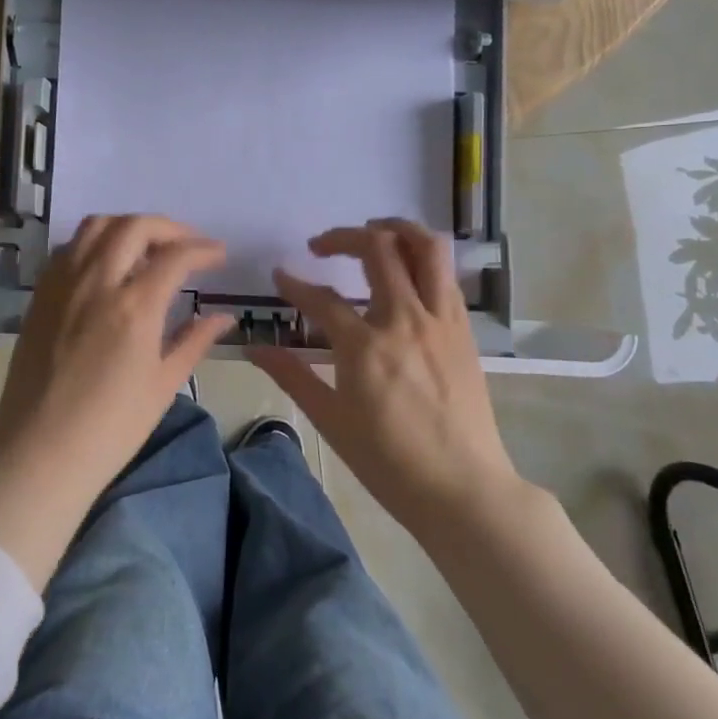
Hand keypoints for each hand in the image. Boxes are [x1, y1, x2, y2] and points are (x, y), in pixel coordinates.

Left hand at [0, 215, 234, 587]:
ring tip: (146, 250)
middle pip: (133, 227)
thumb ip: (194, 341)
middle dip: (168, 228)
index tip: (219, 255)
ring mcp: (62, 285)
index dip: (203, 250)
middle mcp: (96, 282)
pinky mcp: (40, 296)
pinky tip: (107, 267)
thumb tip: (224, 317)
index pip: (175, 256)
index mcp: (134, 306)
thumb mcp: (163, 385)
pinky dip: (94, 243)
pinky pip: (69, 249)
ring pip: (95, 227)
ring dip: (127, 227)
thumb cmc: (111, 428)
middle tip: (186, 246)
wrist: (40, 454)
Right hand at [249, 218, 525, 536]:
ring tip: (373, 233)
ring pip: (426, 249)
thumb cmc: (388, 461)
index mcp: (365, 346)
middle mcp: (405, 320)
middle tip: (321, 246)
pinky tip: (407, 272)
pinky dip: (423, 259)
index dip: (294, 284)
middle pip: (378, 250)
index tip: (279, 275)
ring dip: (396, 229)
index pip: (320, 299)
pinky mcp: (464, 330)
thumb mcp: (331, 420)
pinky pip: (445, 276)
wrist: (463, 489)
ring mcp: (440, 321)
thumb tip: (254, 348)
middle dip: (343, 237)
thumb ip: (292, 376)